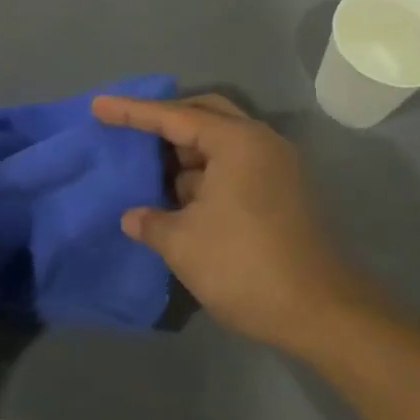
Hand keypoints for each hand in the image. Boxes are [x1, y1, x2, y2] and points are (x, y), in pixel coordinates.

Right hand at [93, 94, 377, 358]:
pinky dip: (205, 176)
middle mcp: (260, 143)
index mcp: (236, 142)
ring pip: (220, 144)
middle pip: (204, 117)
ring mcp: (276, 167)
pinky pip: (234, 167)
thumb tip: (134, 217)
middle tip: (130, 133)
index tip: (98, 106)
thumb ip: (152, 222)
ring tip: (149, 172)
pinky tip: (180, 198)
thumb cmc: (245, 267)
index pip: (174, 116)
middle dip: (165, 123)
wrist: (322, 312)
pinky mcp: (283, 193)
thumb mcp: (184, 244)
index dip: (131, 112)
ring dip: (185, 154)